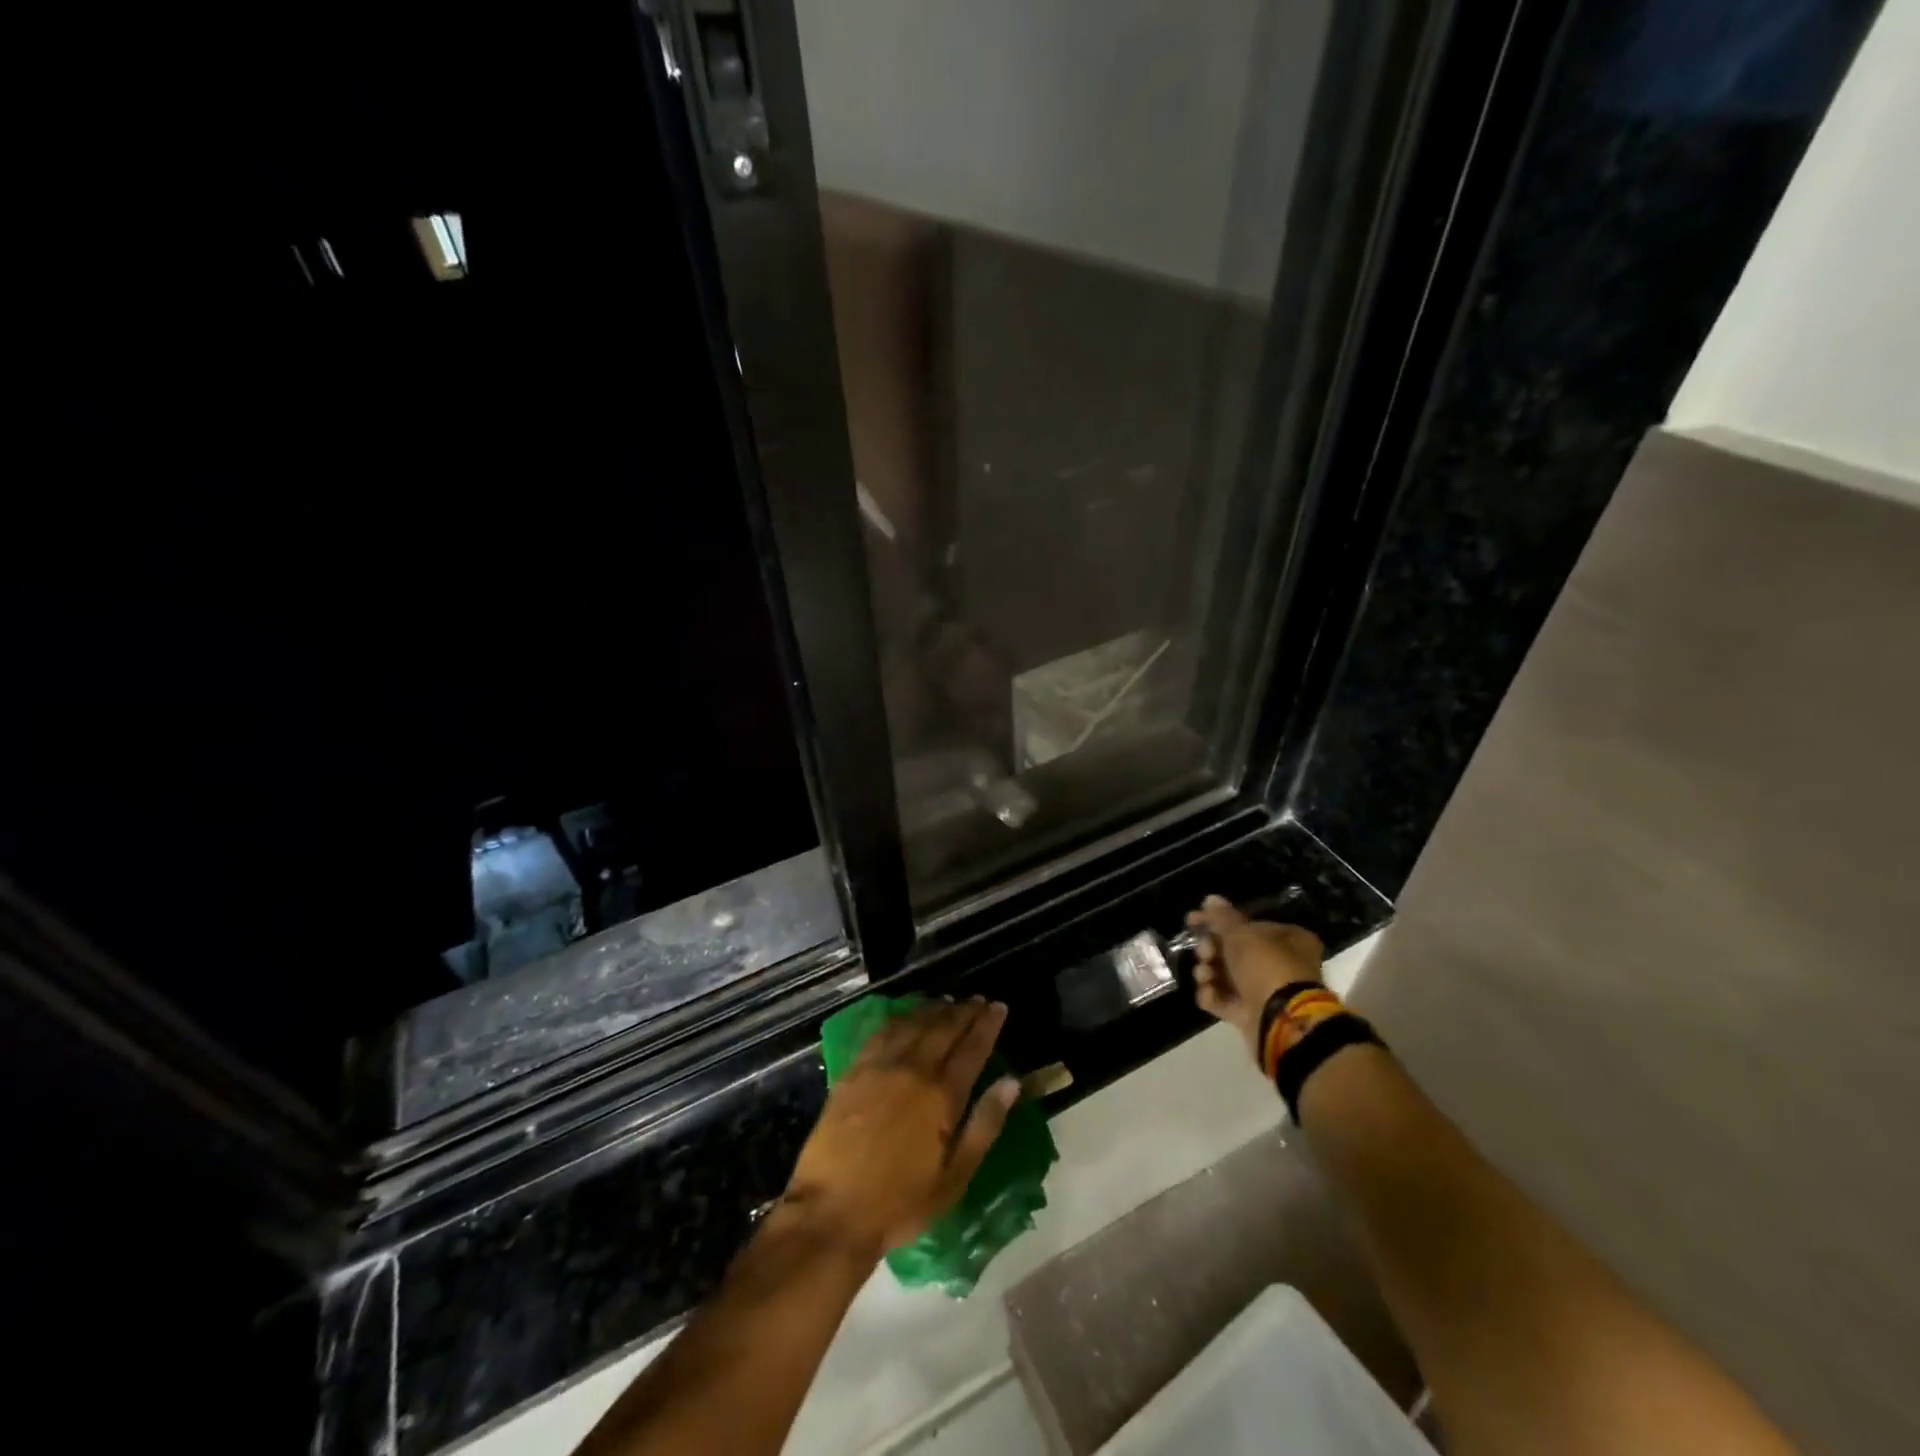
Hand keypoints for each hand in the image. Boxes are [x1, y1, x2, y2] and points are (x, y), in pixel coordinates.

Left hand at [785, 998, 1018, 1257]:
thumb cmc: (900, 1203)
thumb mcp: (954, 1178)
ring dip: (933, 1010)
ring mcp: (880, 1067)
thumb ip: (984, 1125)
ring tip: (947, 1001)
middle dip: (964, 1012)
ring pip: (913, 1024)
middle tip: (977, 1000)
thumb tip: (1011, 1082)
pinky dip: (899, 1018)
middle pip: (943, 1029)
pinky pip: (882, 1032)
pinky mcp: (853, 1071)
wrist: (832, 1210)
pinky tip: (905, 1016)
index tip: (998, 1007)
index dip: (987, 1025)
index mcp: (942, 1096)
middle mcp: (913, 1070)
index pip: (972, 1049)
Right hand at [1188, 894, 1324, 1063]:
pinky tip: (1208, 993)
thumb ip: (1222, 917)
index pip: (1248, 924)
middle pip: (1235, 951)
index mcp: (1288, 940)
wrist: (1281, 1022)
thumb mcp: (1241, 934)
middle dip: (1211, 950)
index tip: (1193, 921)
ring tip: (1205, 975)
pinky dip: (1213, 996)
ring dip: (1209, 972)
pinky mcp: (1252, 1015)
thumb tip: (1210, 899)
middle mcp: (1280, 965)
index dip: (1219, 921)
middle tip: (1204, 952)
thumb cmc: (1266, 966)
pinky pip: (1225, 1001)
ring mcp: (1266, 992)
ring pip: (1226, 976)